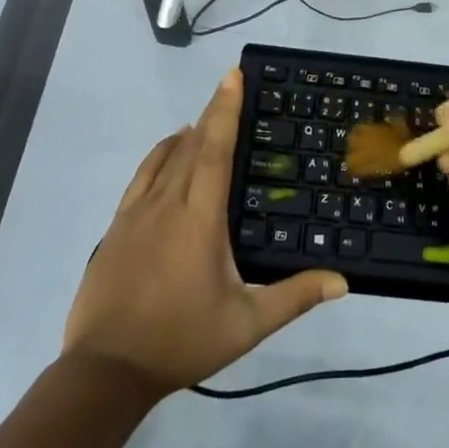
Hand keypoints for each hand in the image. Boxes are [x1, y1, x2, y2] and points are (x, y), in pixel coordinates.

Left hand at [64, 70, 346, 394]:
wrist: (106, 370)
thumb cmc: (181, 340)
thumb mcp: (246, 324)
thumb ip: (294, 297)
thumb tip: (342, 281)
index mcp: (199, 218)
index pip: (214, 150)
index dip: (225, 111)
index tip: (232, 77)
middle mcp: (167, 203)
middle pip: (191, 145)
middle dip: (211, 113)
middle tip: (229, 89)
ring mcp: (136, 213)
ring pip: (164, 158)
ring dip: (186, 134)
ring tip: (204, 120)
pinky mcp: (117, 227)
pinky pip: (142, 176)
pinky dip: (158, 155)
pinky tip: (167, 155)